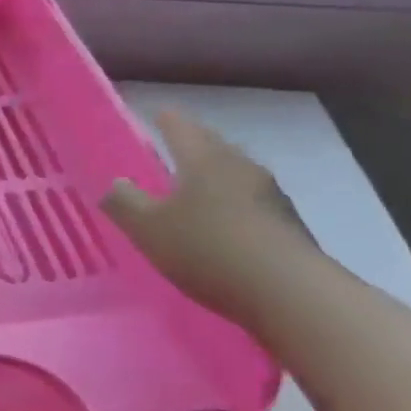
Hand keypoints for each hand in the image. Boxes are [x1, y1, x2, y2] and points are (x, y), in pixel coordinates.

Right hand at [101, 109, 316, 329]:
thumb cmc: (209, 250)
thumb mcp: (148, 228)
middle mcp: (240, 166)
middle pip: (212, 145)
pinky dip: (232, 204)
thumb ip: (124, 202)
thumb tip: (116, 183)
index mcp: (203, 158)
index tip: (155, 114)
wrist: (293, 295)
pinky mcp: (289, 225)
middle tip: (169, 148)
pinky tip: (222, 223)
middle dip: (191, 144)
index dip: (164, 119)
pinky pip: (250, 202)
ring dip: (214, 175)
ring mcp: (271, 195)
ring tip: (193, 188)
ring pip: (234, 173)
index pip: (179, 126)